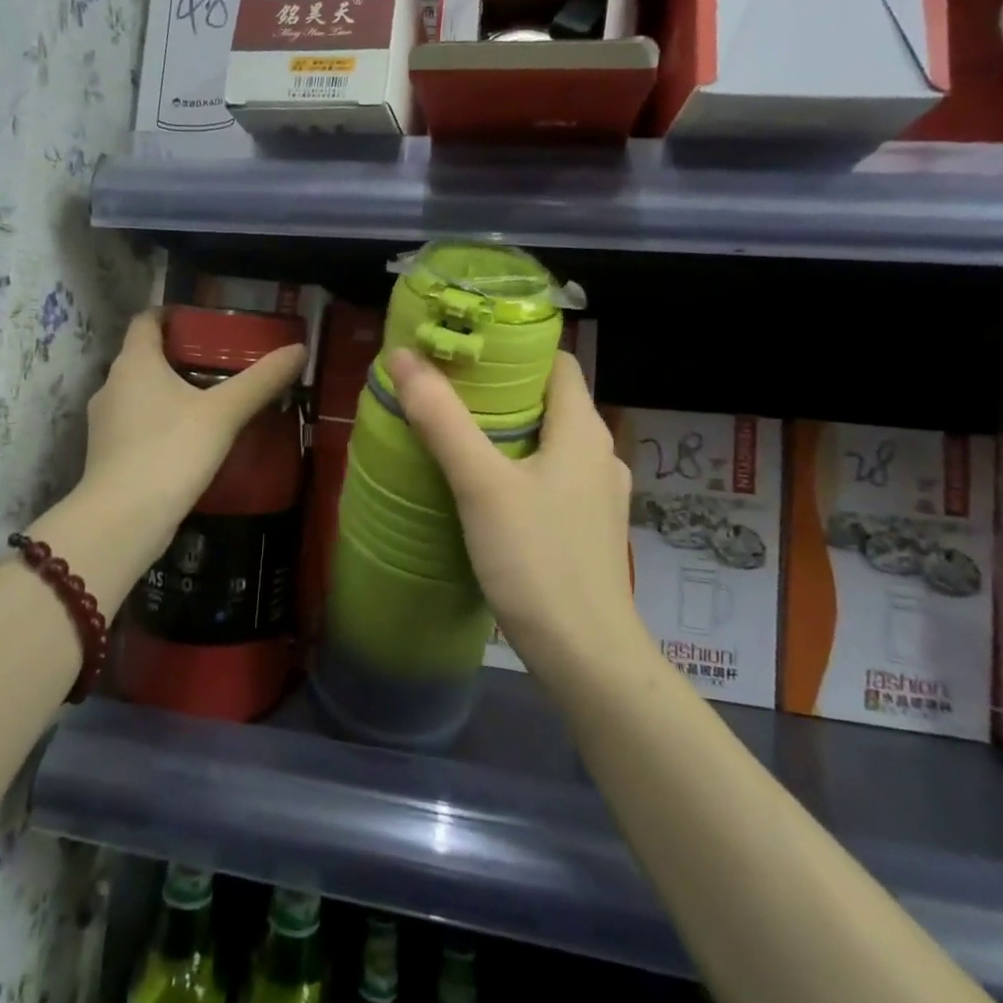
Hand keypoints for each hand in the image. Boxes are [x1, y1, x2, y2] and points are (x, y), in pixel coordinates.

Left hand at [80, 310, 305, 543]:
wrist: (123, 520)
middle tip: (221, 361)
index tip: (203, 321)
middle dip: (179, 355)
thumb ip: (261, 380)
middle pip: (144, 356)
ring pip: (140, 393)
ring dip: (170, 391)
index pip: (147, 320)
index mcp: (134, 362)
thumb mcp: (224, 413)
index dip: (172, 314)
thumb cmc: (171, 451)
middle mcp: (112, 385)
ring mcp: (105, 422)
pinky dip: (162, 421)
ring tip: (211, 399)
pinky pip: (138, 424)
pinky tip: (190, 438)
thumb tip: (299, 349)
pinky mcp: (108, 454)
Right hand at [387, 347, 643, 680]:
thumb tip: (403, 356)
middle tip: (444, 389)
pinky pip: (550, 477)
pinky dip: (518, 467)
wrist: (586, 656)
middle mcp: (598, 453)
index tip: (464, 348)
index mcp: (583, 429)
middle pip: (549, 400)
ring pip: (548, 442)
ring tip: (454, 433)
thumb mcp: (481, 483)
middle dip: (499, 390)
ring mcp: (596, 494)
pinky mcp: (586, 527)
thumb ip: (442, 419)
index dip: (514, 347)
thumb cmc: (537, 559)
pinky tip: (482, 487)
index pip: (556, 362)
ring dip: (506, 431)